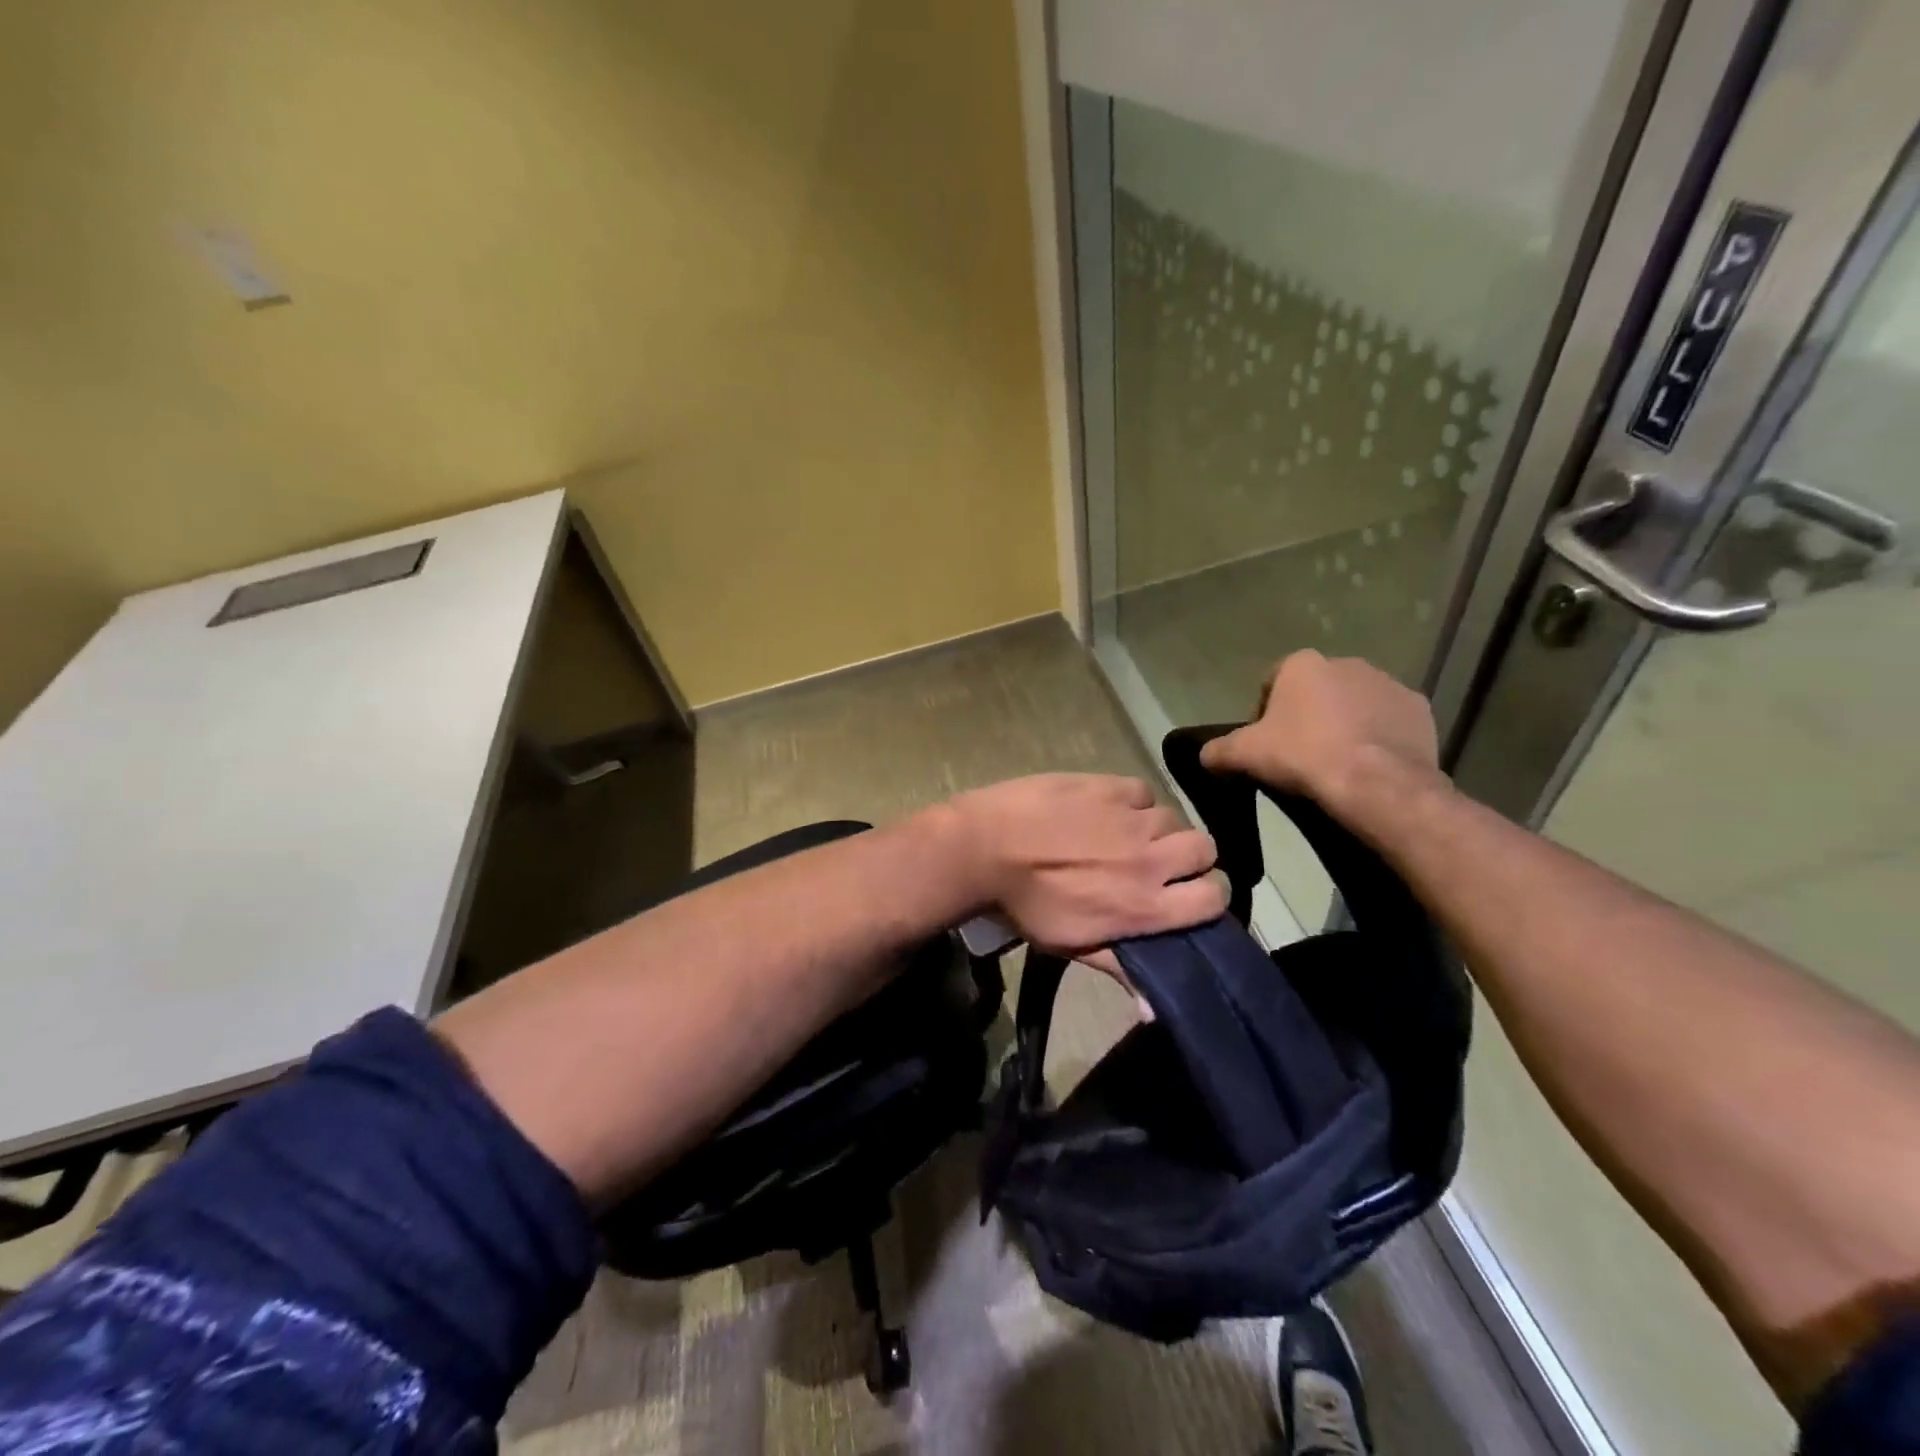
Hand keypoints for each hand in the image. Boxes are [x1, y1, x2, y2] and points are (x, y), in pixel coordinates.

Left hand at [938, 774, 1225, 955]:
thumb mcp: (1072, 946)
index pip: (1216, 897)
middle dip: (1190, 857)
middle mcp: (1150, 858)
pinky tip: (1107, 811)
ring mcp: (1130, 817)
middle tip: (1160, 863)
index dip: (1209, 895)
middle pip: (1206, 849)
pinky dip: (1131, 802)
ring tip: (1128, 836)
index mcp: (1146, 904)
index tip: (1190, 895)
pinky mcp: (1108, 785)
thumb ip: (1122, 968)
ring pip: (1173, 817)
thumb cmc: (1025, 906)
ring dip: (1158, 829)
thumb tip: (1157, 1011)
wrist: (983, 849)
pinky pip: (1141, 791)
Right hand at [1199, 651, 1443, 821]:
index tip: (1267, 744)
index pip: (1274, 682)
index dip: (1266, 713)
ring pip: (1356, 702)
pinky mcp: (1420, 709)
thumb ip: (1218, 751)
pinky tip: (1369, 764)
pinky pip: (1389, 720)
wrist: (1374, 783)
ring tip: (1336, 761)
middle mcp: (1347, 662)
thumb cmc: (1302, 756)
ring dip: (1345, 723)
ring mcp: (1388, 683)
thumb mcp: (1244, 755)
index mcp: (1303, 664)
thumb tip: (1204, 755)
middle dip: (1309, 715)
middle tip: (1301, 754)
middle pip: (1317, 689)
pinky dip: (1379, 736)